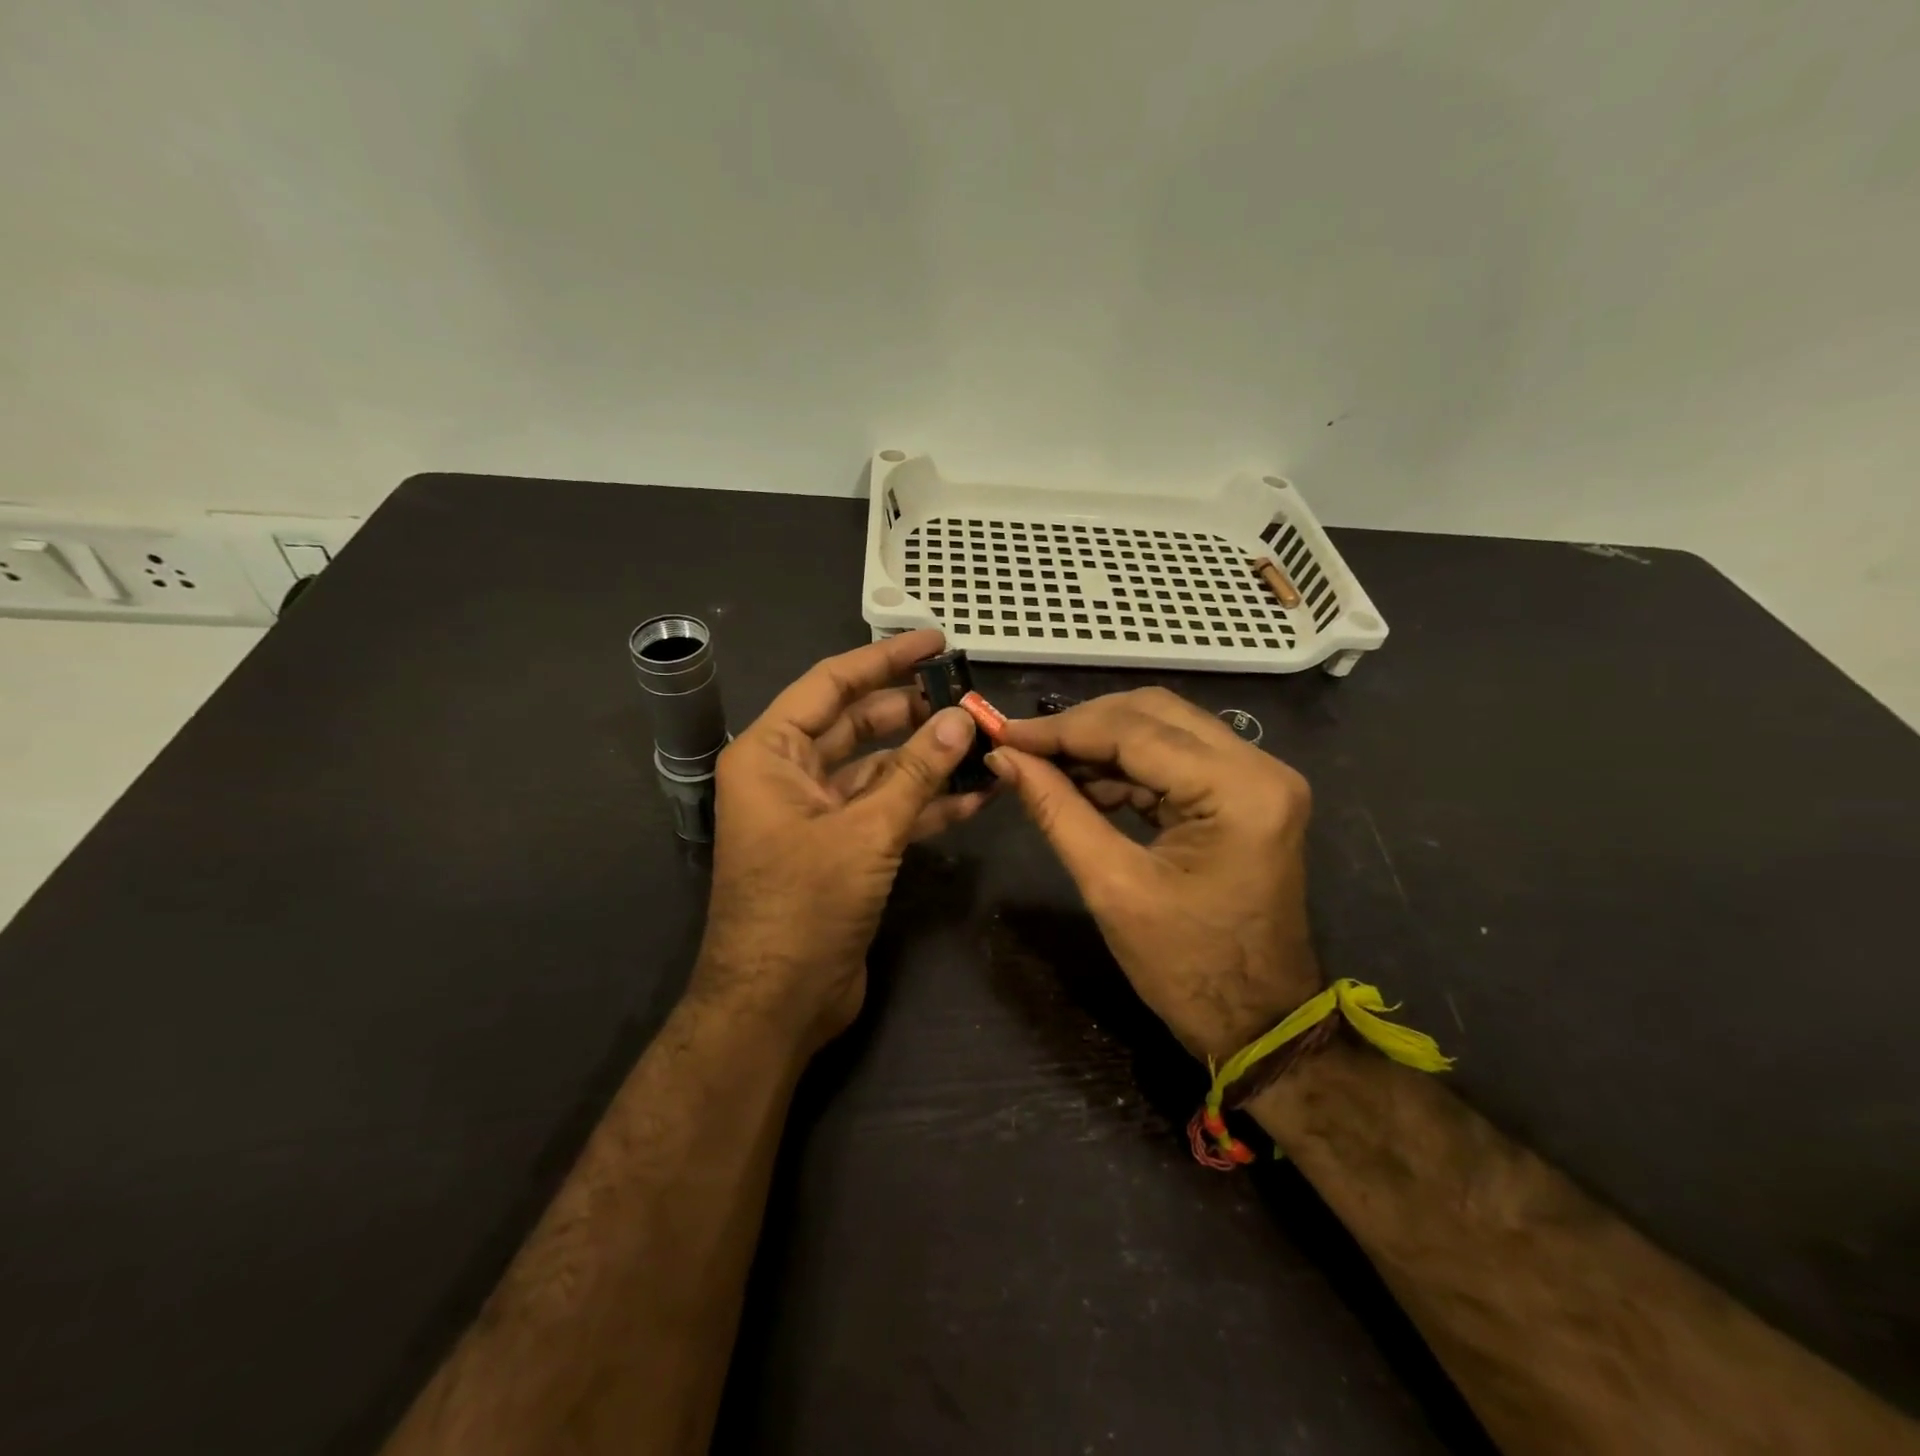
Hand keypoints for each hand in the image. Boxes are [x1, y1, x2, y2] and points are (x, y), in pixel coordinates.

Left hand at [694, 629, 987, 1052]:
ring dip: (926, 759)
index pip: (832, 685)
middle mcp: (789, 775)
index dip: (884, 659)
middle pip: (858, 724)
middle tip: (968, 696)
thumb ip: (916, 771)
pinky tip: (974, 795)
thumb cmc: (805, 906)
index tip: (934, 641)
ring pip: (879, 769)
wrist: (778, 1004)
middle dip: (913, 711)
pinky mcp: (842, 849)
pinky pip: (886, 810)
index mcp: (771, 754)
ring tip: (982, 742)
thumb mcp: (865, 831)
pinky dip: (925, 803)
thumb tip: (961, 718)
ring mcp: (817, 814)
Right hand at [988, 688, 1319, 1060]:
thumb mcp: (1112, 887)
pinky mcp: (1245, 794)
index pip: (1137, 731)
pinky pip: (1175, 759)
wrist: (1256, 1022)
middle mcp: (1259, 767)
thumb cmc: (1186, 968)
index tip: (1003, 733)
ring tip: (1045, 766)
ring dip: (1102, 744)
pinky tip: (1084, 783)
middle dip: (1082, 726)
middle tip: (1023, 746)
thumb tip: (1005, 758)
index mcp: (1239, 790)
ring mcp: (1257, 778)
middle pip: (1154, 714)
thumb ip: (1056, 810)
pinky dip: (1126, 767)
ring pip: (1163, 730)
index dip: (1062, 730)